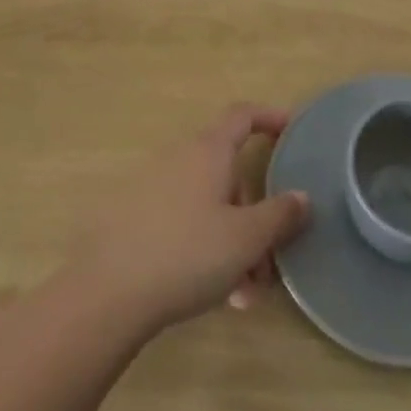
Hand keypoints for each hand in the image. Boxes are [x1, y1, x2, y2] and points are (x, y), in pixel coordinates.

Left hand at [71, 105, 310, 333]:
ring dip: (234, 242)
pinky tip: (216, 295)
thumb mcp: (246, 238)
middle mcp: (181, 159)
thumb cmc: (189, 253)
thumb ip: (280, 215)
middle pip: (230, 173)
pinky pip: (186, 223)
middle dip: (256, 214)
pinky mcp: (137, 218)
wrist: (109, 292)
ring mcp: (155, 188)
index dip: (270, 117)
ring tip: (246, 294)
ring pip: (210, 206)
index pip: (242, 116)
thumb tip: (301, 196)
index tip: (292, 130)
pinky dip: (207, 249)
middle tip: (271, 259)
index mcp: (209, 151)